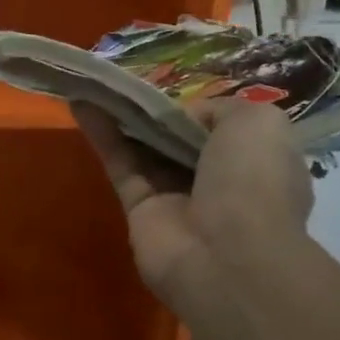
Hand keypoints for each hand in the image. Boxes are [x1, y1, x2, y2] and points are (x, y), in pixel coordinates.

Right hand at [73, 98, 313, 315]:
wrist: (227, 257)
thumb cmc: (252, 181)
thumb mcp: (258, 123)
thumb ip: (221, 108)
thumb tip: (184, 117)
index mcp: (256, 161)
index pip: (222, 128)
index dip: (197, 109)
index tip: (173, 92)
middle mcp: (218, 180)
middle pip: (178, 138)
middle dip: (155, 111)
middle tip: (125, 83)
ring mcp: (176, 197)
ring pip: (144, 148)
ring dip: (122, 116)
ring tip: (96, 83)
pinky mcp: (139, 209)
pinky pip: (120, 163)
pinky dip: (102, 133)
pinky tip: (82, 103)